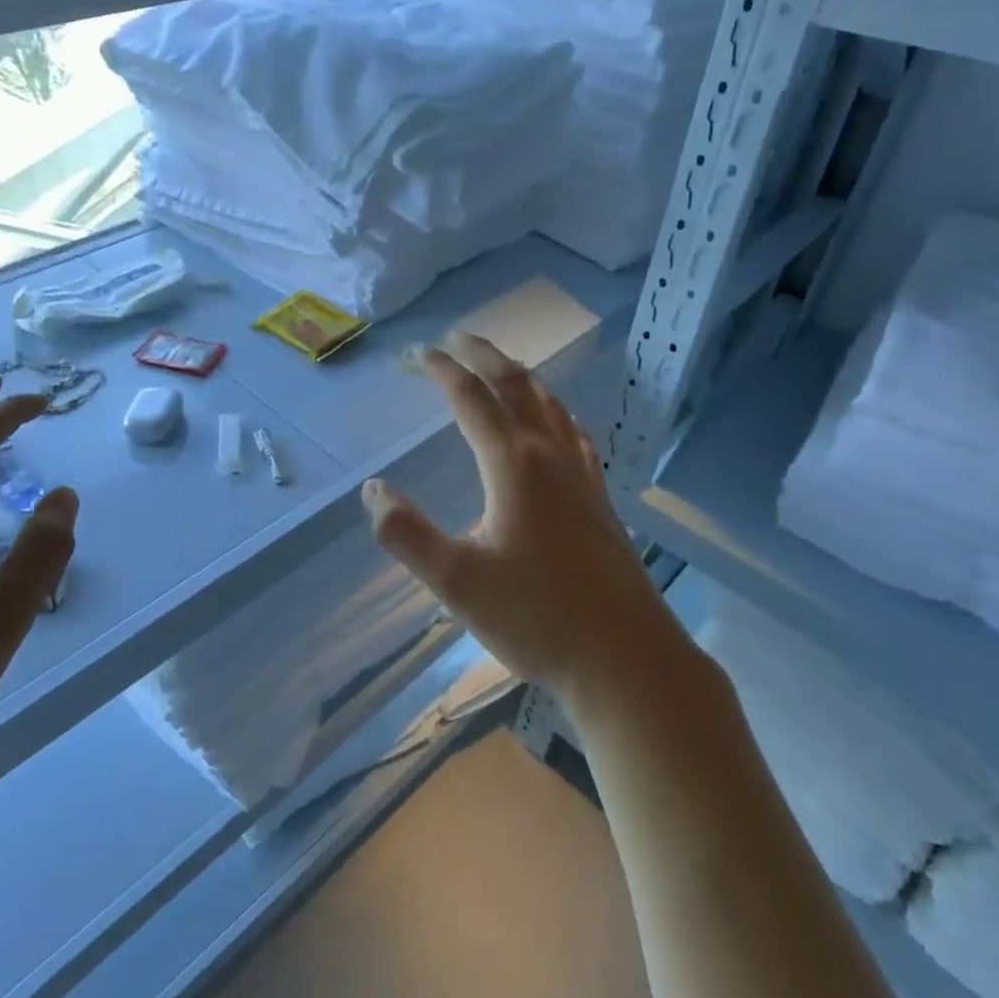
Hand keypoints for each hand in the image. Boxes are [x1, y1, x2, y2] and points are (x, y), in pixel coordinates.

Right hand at [363, 332, 669, 699]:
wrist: (626, 659)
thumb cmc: (537, 618)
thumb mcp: (456, 582)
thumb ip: (406, 534)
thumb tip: (372, 490)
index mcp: (513, 466)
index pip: (471, 399)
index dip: (442, 370)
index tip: (418, 354)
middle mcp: (550, 457)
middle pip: (517, 386)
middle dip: (485, 356)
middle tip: (458, 338)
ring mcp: (583, 477)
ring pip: (551, 406)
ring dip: (521, 378)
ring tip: (501, 368)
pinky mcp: (601, 501)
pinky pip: (574, 436)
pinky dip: (554, 413)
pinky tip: (557, 424)